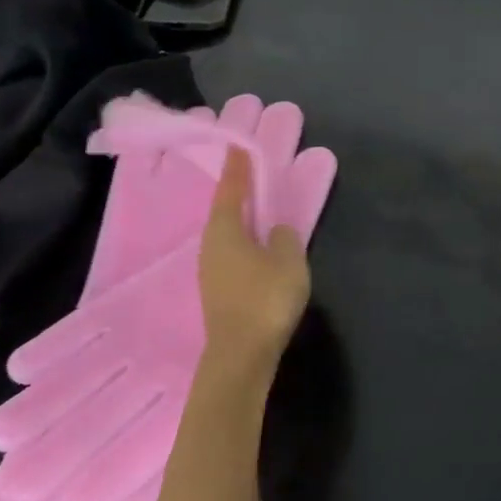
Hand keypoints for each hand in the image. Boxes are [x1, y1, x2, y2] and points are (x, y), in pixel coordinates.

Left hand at [197, 146, 308, 400]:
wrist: (242, 355)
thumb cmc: (265, 299)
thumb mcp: (288, 260)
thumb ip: (285, 237)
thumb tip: (277, 229)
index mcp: (225, 230)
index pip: (231, 190)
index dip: (238, 168)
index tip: (238, 145)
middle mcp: (211, 245)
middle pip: (223, 210)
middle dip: (236, 191)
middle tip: (250, 172)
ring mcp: (211, 270)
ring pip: (226, 233)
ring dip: (240, 217)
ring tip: (257, 206)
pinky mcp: (218, 290)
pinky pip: (231, 252)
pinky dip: (243, 239)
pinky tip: (256, 244)